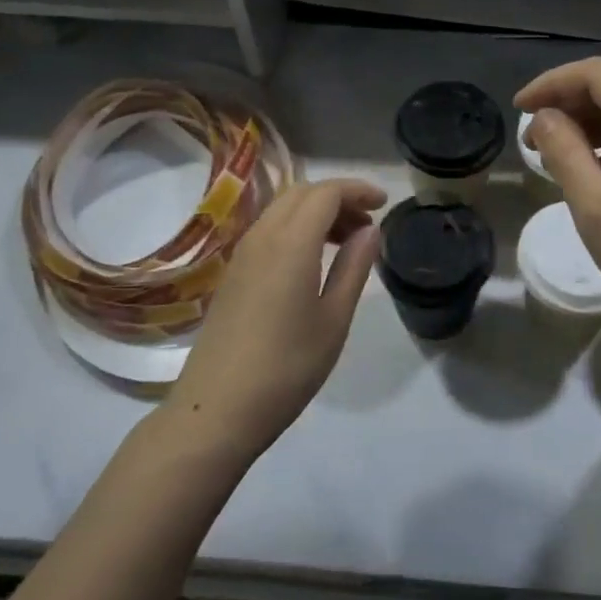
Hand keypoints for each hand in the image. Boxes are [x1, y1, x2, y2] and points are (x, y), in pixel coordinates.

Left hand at [166, 179, 383, 459]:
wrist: (217, 409)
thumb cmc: (286, 367)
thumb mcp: (334, 319)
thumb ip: (354, 267)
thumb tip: (370, 230)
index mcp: (290, 243)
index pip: (325, 193)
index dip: (357, 190)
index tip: (384, 204)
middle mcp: (262, 237)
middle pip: (301, 193)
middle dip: (338, 198)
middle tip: (367, 224)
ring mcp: (242, 255)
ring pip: (282, 210)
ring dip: (316, 212)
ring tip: (345, 242)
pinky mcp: (232, 274)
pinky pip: (268, 230)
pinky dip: (296, 228)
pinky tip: (312, 260)